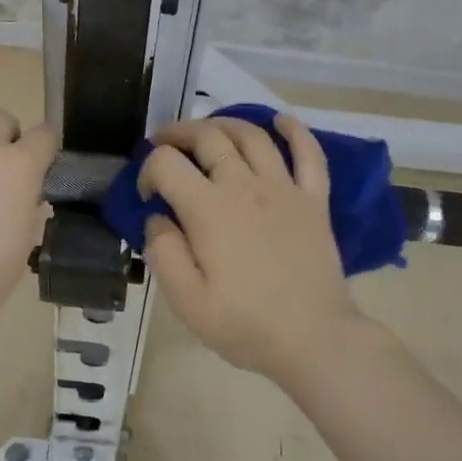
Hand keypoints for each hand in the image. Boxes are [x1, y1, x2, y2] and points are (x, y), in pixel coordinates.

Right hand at [138, 114, 363, 381]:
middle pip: (207, 136)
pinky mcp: (314, 198)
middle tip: (163, 144)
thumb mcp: (186, 301)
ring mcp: (284, 187)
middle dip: (177, 133)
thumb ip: (163, 252)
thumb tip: (157, 217)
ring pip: (251, 134)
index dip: (147, 169)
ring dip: (223, 123)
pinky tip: (280, 121)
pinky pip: (308, 152)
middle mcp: (244, 185)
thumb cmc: (245, 324)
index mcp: (208, 209)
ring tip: (207, 131)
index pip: (166, 163)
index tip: (147, 195)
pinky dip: (294, 130)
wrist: (314, 339)